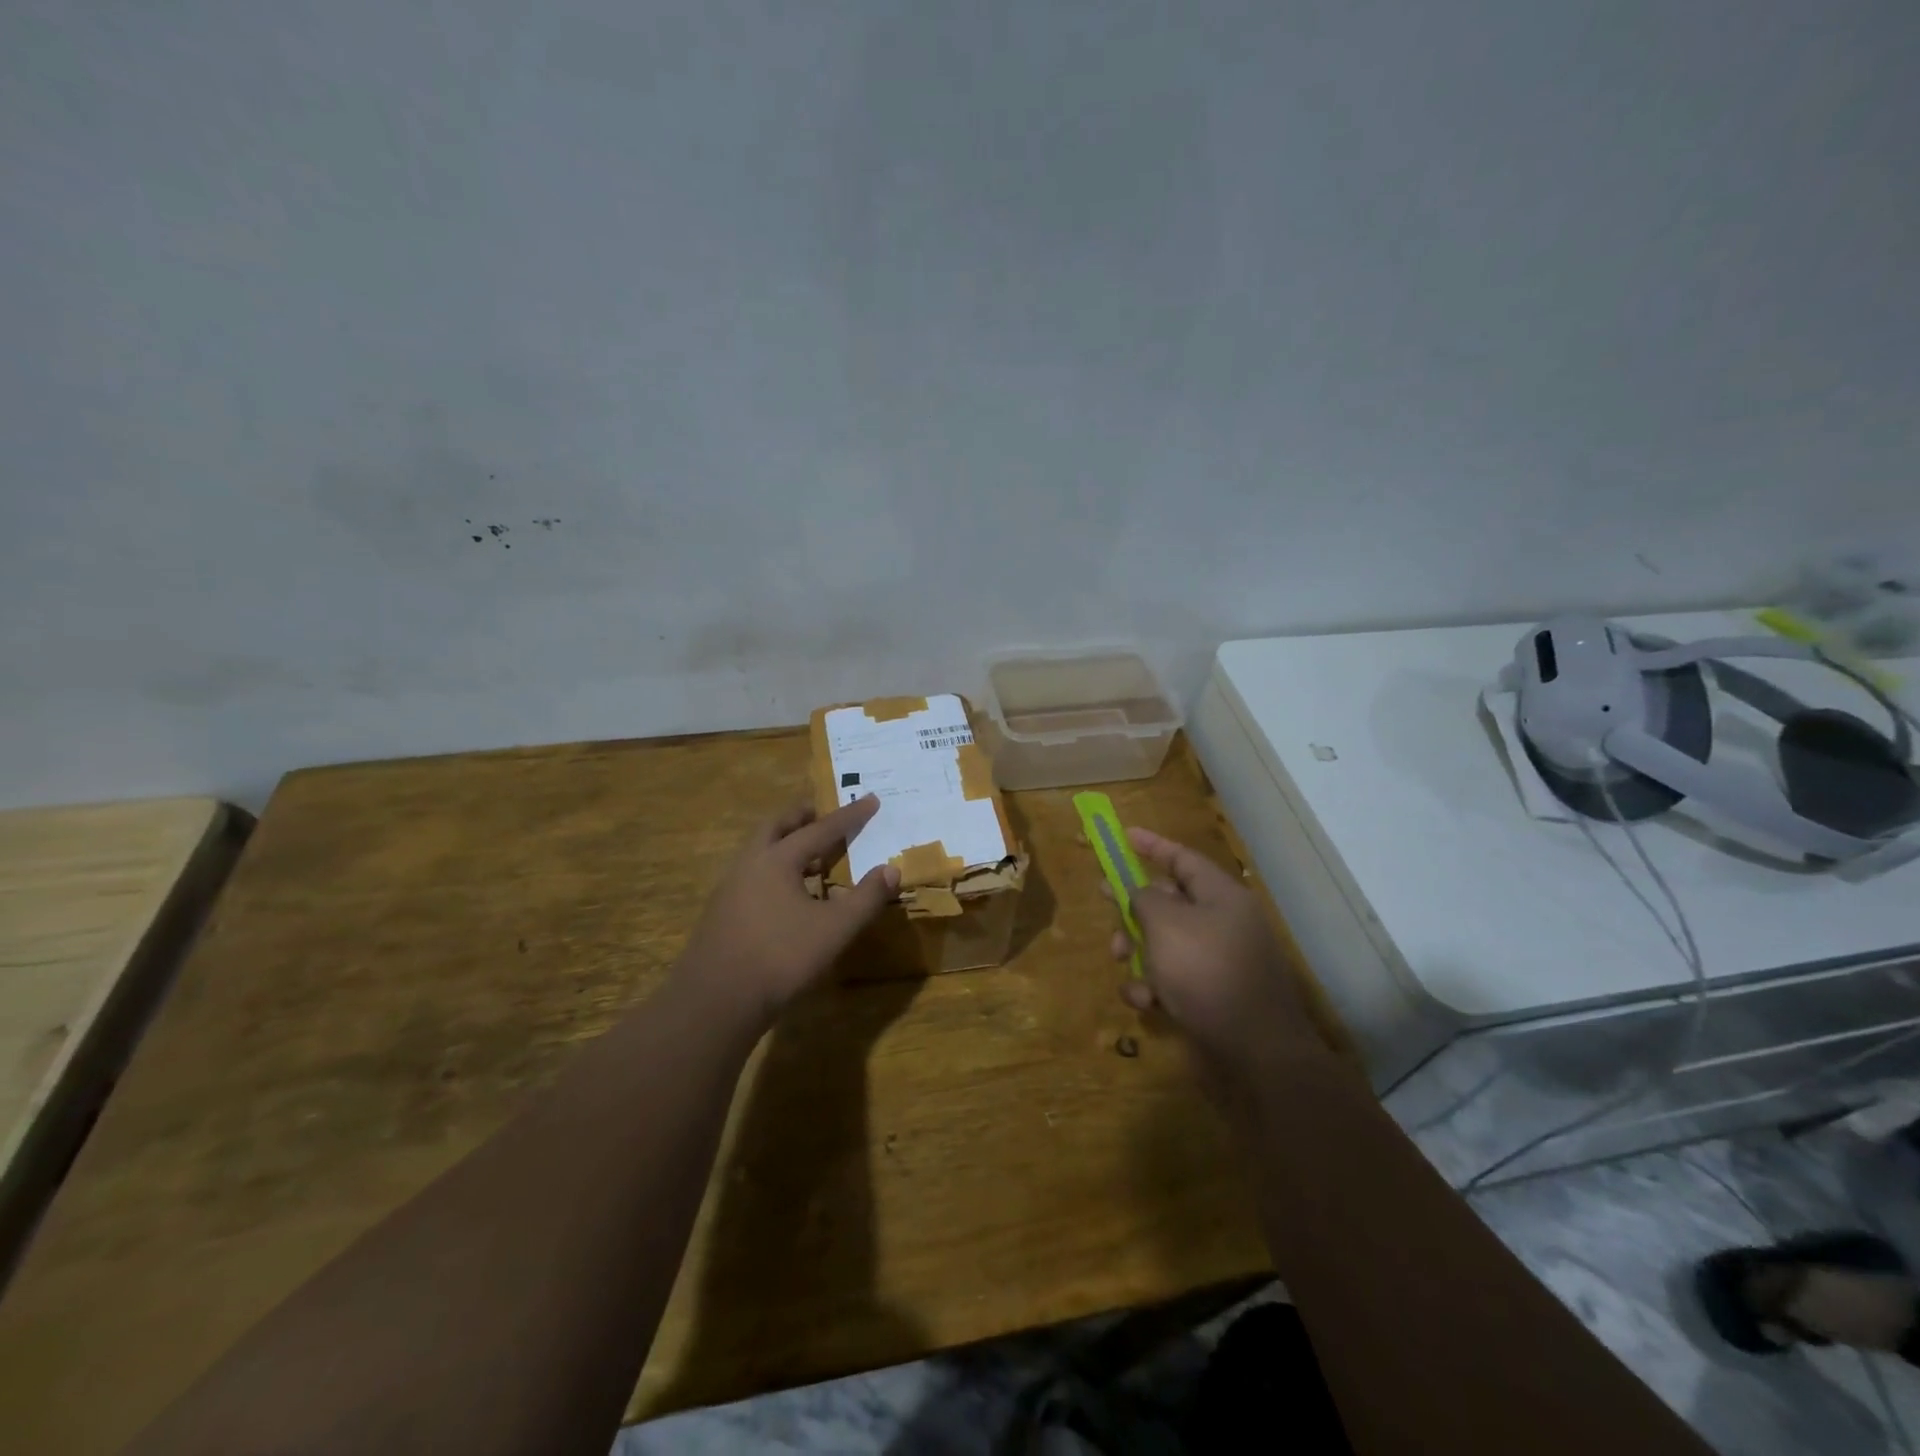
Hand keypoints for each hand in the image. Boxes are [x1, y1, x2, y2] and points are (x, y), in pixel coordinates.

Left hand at [678, 795, 899, 1028]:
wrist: (716, 1001)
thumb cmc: (781, 957)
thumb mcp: (834, 929)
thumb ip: (866, 898)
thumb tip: (891, 870)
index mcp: (777, 859)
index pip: (821, 829)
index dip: (850, 816)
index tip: (871, 799)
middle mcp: (749, 864)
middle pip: (777, 827)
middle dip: (803, 817)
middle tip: (823, 813)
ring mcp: (730, 888)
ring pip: (761, 852)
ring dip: (786, 843)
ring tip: (811, 854)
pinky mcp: (722, 913)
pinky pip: (753, 875)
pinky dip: (776, 870)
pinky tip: (789, 894)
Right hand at [1111, 828, 1319, 1069]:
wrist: (1255, 1053)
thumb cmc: (1207, 973)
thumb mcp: (1166, 925)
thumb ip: (1144, 899)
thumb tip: (1139, 892)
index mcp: (1221, 896)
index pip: (1182, 858)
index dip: (1151, 845)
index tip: (1123, 835)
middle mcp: (1223, 923)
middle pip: (1170, 901)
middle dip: (1133, 906)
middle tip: (1104, 902)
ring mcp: (1219, 961)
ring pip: (1165, 942)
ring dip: (1137, 951)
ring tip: (1121, 963)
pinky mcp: (1212, 996)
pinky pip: (1173, 978)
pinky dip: (1153, 985)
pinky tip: (1145, 1002)